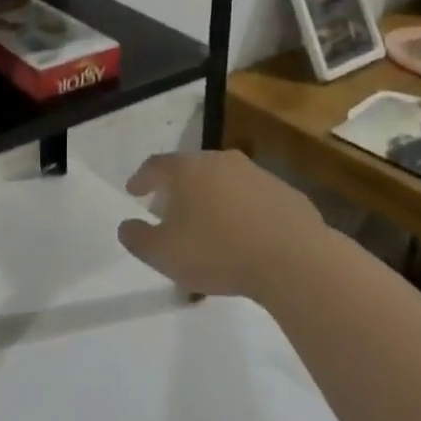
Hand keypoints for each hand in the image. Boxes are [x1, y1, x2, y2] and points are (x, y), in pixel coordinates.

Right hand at [117, 150, 325, 299]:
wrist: (294, 259)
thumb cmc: (219, 252)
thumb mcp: (164, 254)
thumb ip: (138, 239)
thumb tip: (126, 226)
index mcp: (187, 170)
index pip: (156, 165)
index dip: (142, 178)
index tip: (133, 190)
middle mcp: (220, 161)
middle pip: (191, 168)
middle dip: (178, 187)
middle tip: (170, 207)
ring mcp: (256, 174)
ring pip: (224, 181)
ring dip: (212, 197)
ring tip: (209, 223)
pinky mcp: (285, 193)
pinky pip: (254, 198)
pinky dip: (243, 210)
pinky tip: (245, 234)